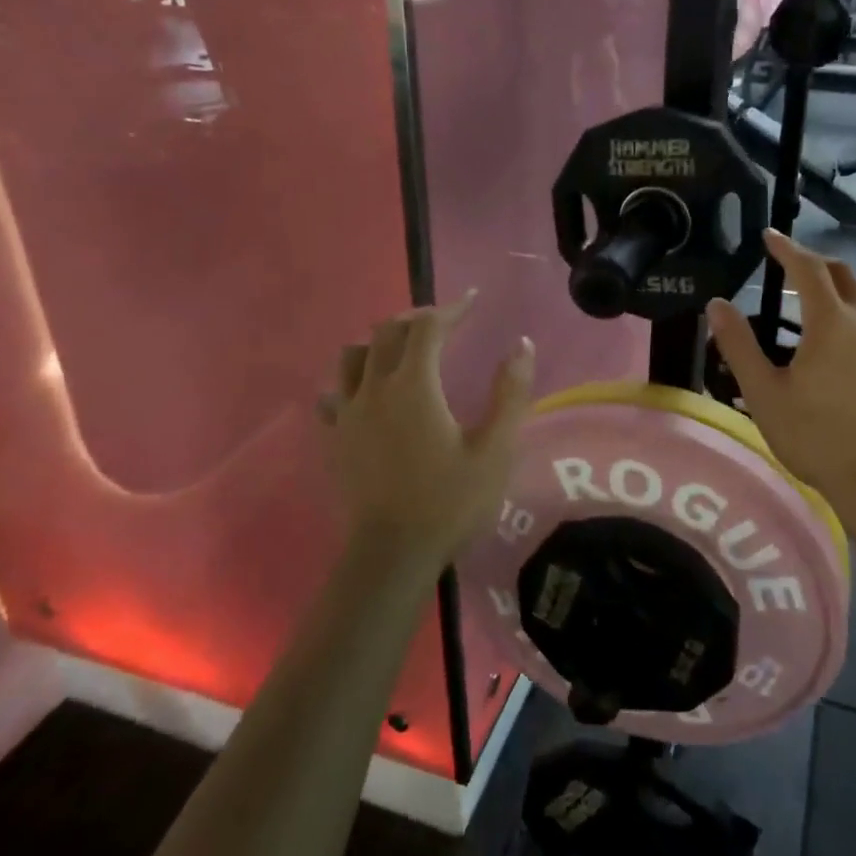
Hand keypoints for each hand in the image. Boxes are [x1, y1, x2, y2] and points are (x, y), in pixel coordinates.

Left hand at [319, 292, 535, 570]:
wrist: (392, 554)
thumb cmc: (450, 501)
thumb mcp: (495, 449)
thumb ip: (510, 393)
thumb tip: (521, 344)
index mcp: (414, 385)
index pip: (427, 327)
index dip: (450, 308)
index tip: (472, 301)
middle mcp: (374, 388)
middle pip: (387, 332)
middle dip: (417, 319)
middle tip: (444, 323)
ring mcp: (348, 413)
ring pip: (353, 355)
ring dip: (380, 342)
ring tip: (403, 351)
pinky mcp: (334, 438)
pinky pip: (334, 393)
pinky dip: (352, 381)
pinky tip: (367, 394)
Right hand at [708, 232, 855, 505]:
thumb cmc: (812, 436)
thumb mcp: (763, 392)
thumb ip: (738, 344)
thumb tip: (717, 304)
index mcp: (831, 322)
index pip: (808, 268)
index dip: (786, 248)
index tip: (769, 236)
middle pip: (843, 273)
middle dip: (814, 262)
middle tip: (789, 265)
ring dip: (844, 282)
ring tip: (822, 294)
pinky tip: (852, 332)